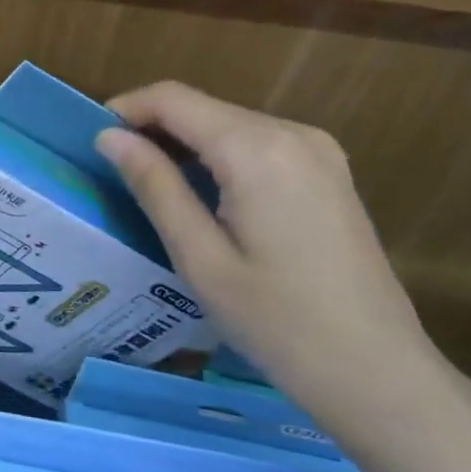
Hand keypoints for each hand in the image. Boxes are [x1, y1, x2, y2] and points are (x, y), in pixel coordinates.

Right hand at [96, 81, 451, 429]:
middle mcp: (292, 133)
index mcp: (257, 150)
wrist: (378, 373)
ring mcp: (318, 150)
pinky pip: (257, 144)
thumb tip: (109, 138)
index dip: (125, 110)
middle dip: (152, 128)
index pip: (173, 99)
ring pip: (228, 123)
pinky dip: (218, 156)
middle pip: (202, 107)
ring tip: (150, 185)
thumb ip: (154, 186)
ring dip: (184, 142)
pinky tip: (203, 195)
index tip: (92, 142)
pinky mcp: (328, 172)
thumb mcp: (199, 257)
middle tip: (114, 171)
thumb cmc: (277, 322)